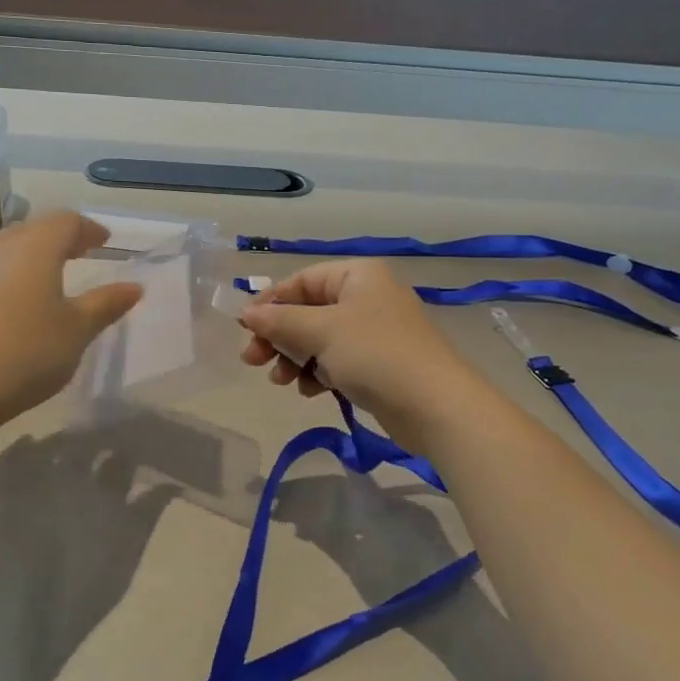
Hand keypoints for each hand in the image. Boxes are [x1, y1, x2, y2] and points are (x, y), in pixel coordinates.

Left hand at [0, 211, 141, 422]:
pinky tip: (0, 300)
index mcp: (36, 248)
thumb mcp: (79, 329)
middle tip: (78, 253)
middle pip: (31, 229)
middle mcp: (0, 249)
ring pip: (0, 248)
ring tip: (38, 272)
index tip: (104, 241)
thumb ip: (106, 304)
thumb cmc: (30, 351)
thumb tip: (134, 287)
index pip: (65, 221)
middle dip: (56, 237)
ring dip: (23, 253)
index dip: (88, 228)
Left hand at [0, 424, 179, 661]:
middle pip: (89, 446)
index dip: (132, 449)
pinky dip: (18, 449)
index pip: (123, 458)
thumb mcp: (128, 553)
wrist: (24, 617)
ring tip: (74, 441)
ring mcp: (33, 485)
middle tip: (110, 441)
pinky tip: (28, 442)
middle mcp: (70, 478)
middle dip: (101, 439)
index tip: (141, 446)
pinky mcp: (4, 498)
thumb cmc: (83, 592)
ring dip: (65, 440)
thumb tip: (169, 485)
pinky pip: (7, 463)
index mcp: (104, 491)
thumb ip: (148, 514)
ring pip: (52, 446)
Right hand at [238, 259, 491, 452]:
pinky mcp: (379, 363)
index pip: (301, 281)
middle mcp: (367, 297)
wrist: (435, 404)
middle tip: (253, 361)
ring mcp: (375, 331)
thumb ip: (280, 321)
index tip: (244, 329)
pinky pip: (337, 360)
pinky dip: (319, 372)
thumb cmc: (375, 354)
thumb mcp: (321, 331)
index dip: (270, 303)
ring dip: (295, 358)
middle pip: (308, 311)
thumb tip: (246, 313)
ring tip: (281, 381)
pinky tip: (310, 391)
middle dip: (279, 336)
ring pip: (320, 339)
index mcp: (357, 276)